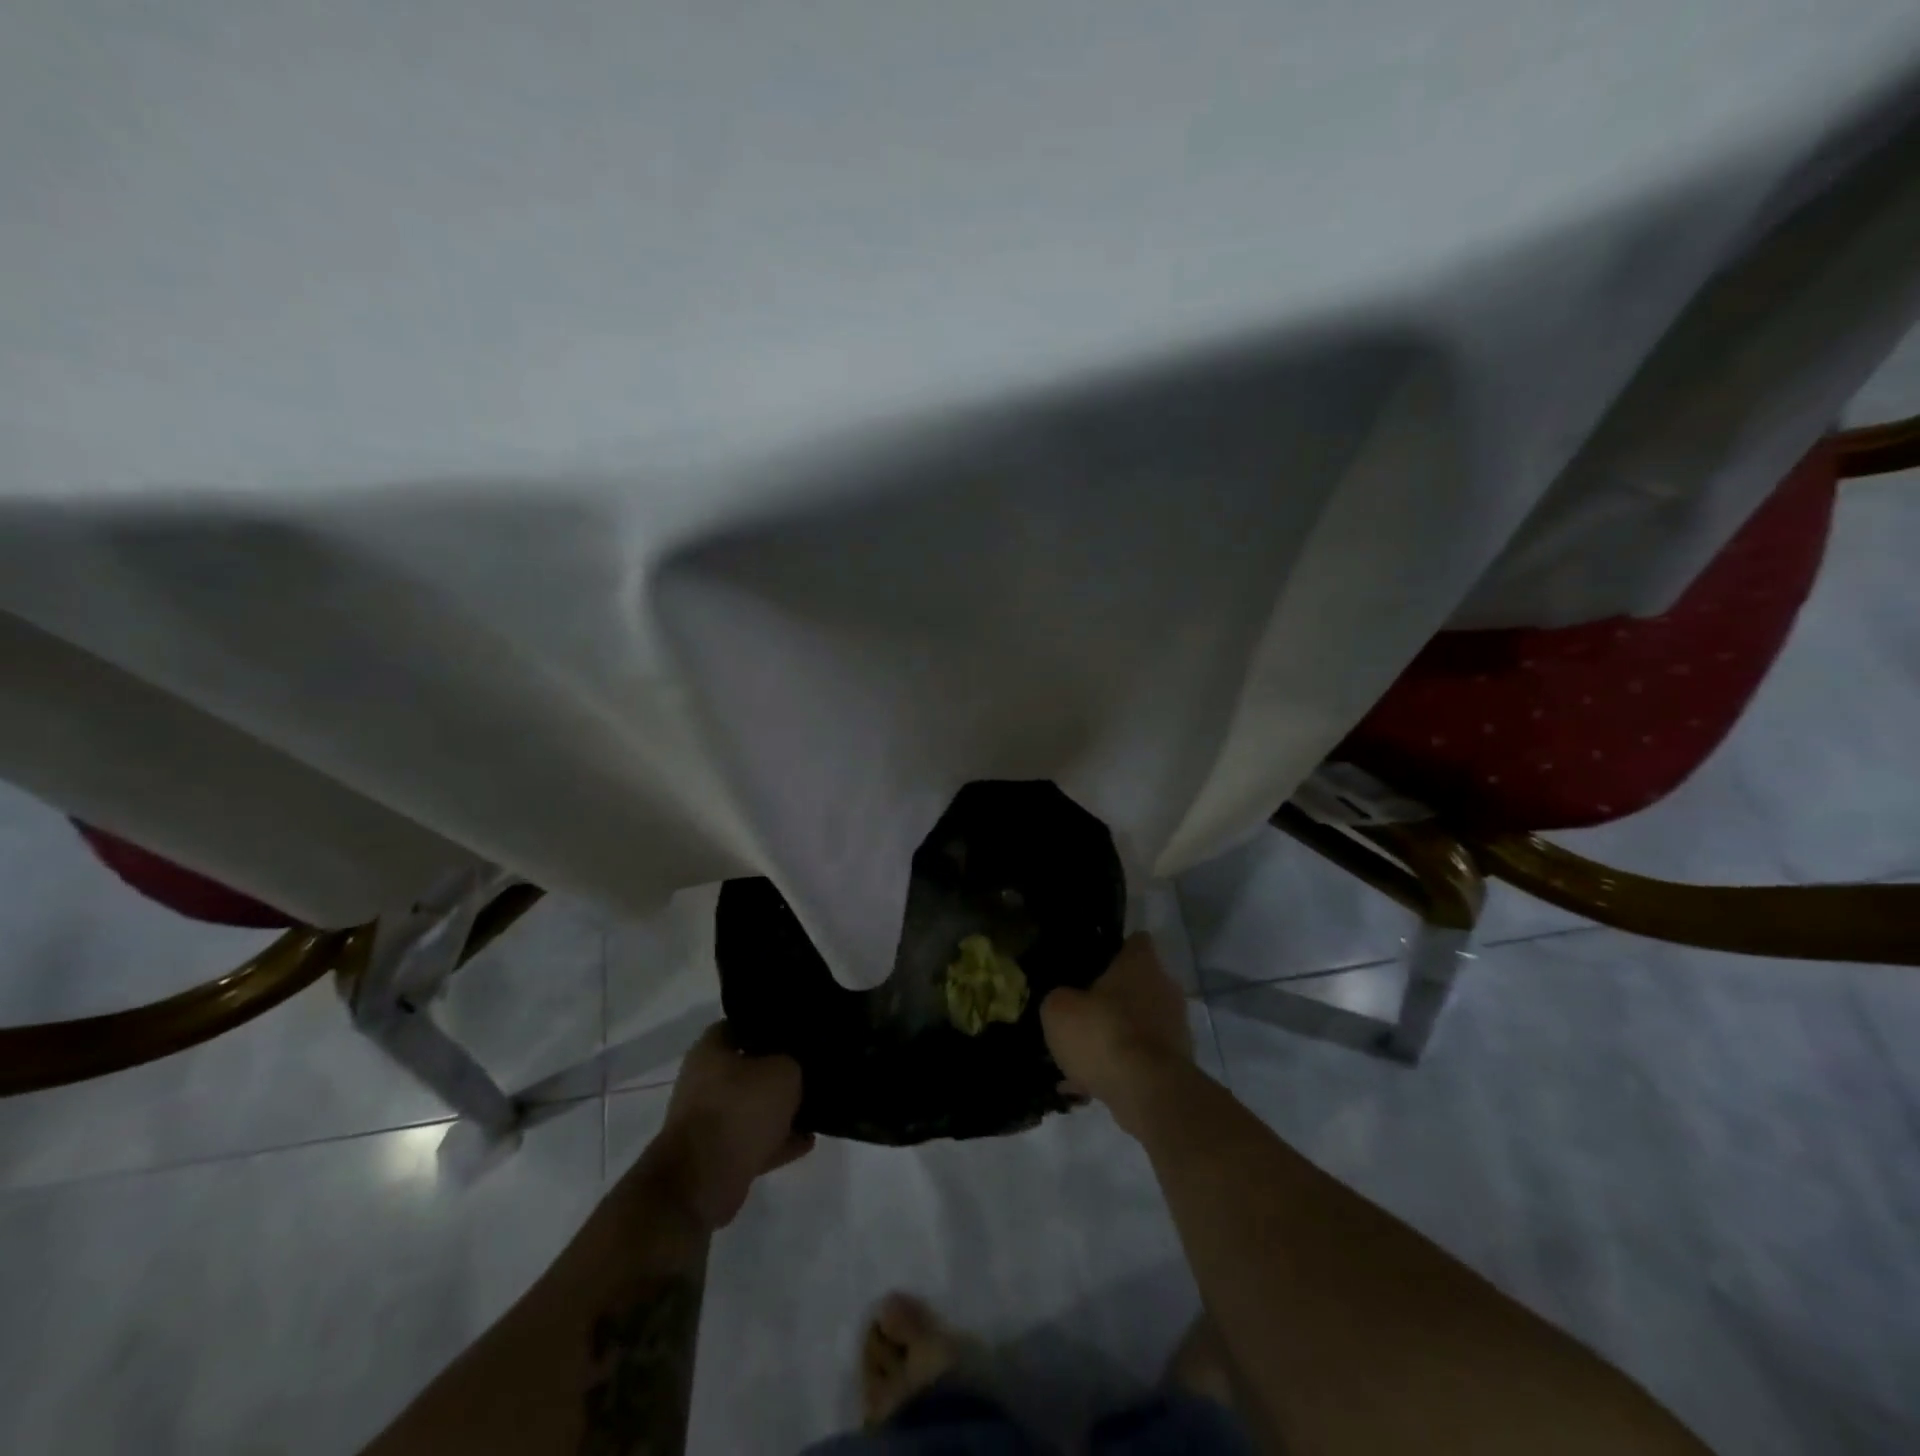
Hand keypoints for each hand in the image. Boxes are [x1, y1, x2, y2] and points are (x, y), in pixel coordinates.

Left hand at [640, 1023, 812, 1230]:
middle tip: (811, 1067)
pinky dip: (777, 1140)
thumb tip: (797, 1061)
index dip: (770, 1025)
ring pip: (752, 1106)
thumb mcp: (783, 1071)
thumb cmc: (739, 1110)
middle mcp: (705, 1081)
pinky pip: (754, 1140)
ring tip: (815, 1106)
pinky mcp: (717, 1155)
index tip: (798, 1029)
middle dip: (778, 1069)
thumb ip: (795, 1060)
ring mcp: (709, 1120)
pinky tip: (808, 1140)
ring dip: (780, 1109)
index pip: (743, 1024)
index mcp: (711, 1050)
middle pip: (748, 1067)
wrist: (702, 1182)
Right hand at [1041, 933, 1191, 1131]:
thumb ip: (1059, 997)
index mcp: (1141, 963)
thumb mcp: (1058, 1009)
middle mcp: (1165, 987)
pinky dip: (1121, 1067)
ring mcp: (1176, 1027)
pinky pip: (1142, 1057)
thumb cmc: (1103, 1034)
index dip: (1114, 950)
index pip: (1135, 941)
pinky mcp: (1178, 1063)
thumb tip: (1064, 1000)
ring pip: (1138, 1023)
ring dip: (1115, 1035)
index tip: (1092, 965)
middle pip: (1137, 984)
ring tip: (1081, 1058)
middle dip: (1111, 999)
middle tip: (1081, 1015)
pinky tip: (1091, 1085)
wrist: (1149, 1094)